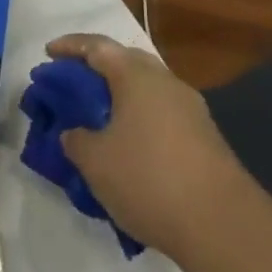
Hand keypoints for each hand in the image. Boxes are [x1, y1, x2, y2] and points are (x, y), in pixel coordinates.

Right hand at [45, 34, 250, 267]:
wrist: (223, 225)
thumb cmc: (149, 179)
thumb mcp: (95, 161)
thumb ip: (76, 140)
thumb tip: (75, 134)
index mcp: (136, 75)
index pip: (97, 46)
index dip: (69, 46)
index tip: (48, 54)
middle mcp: (166, 82)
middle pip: (126, 62)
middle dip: (98, 68)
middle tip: (73, 84)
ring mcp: (191, 109)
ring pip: (147, 90)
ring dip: (121, 97)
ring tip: (99, 119)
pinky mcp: (206, 138)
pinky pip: (162, 115)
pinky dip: (140, 120)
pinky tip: (130, 147)